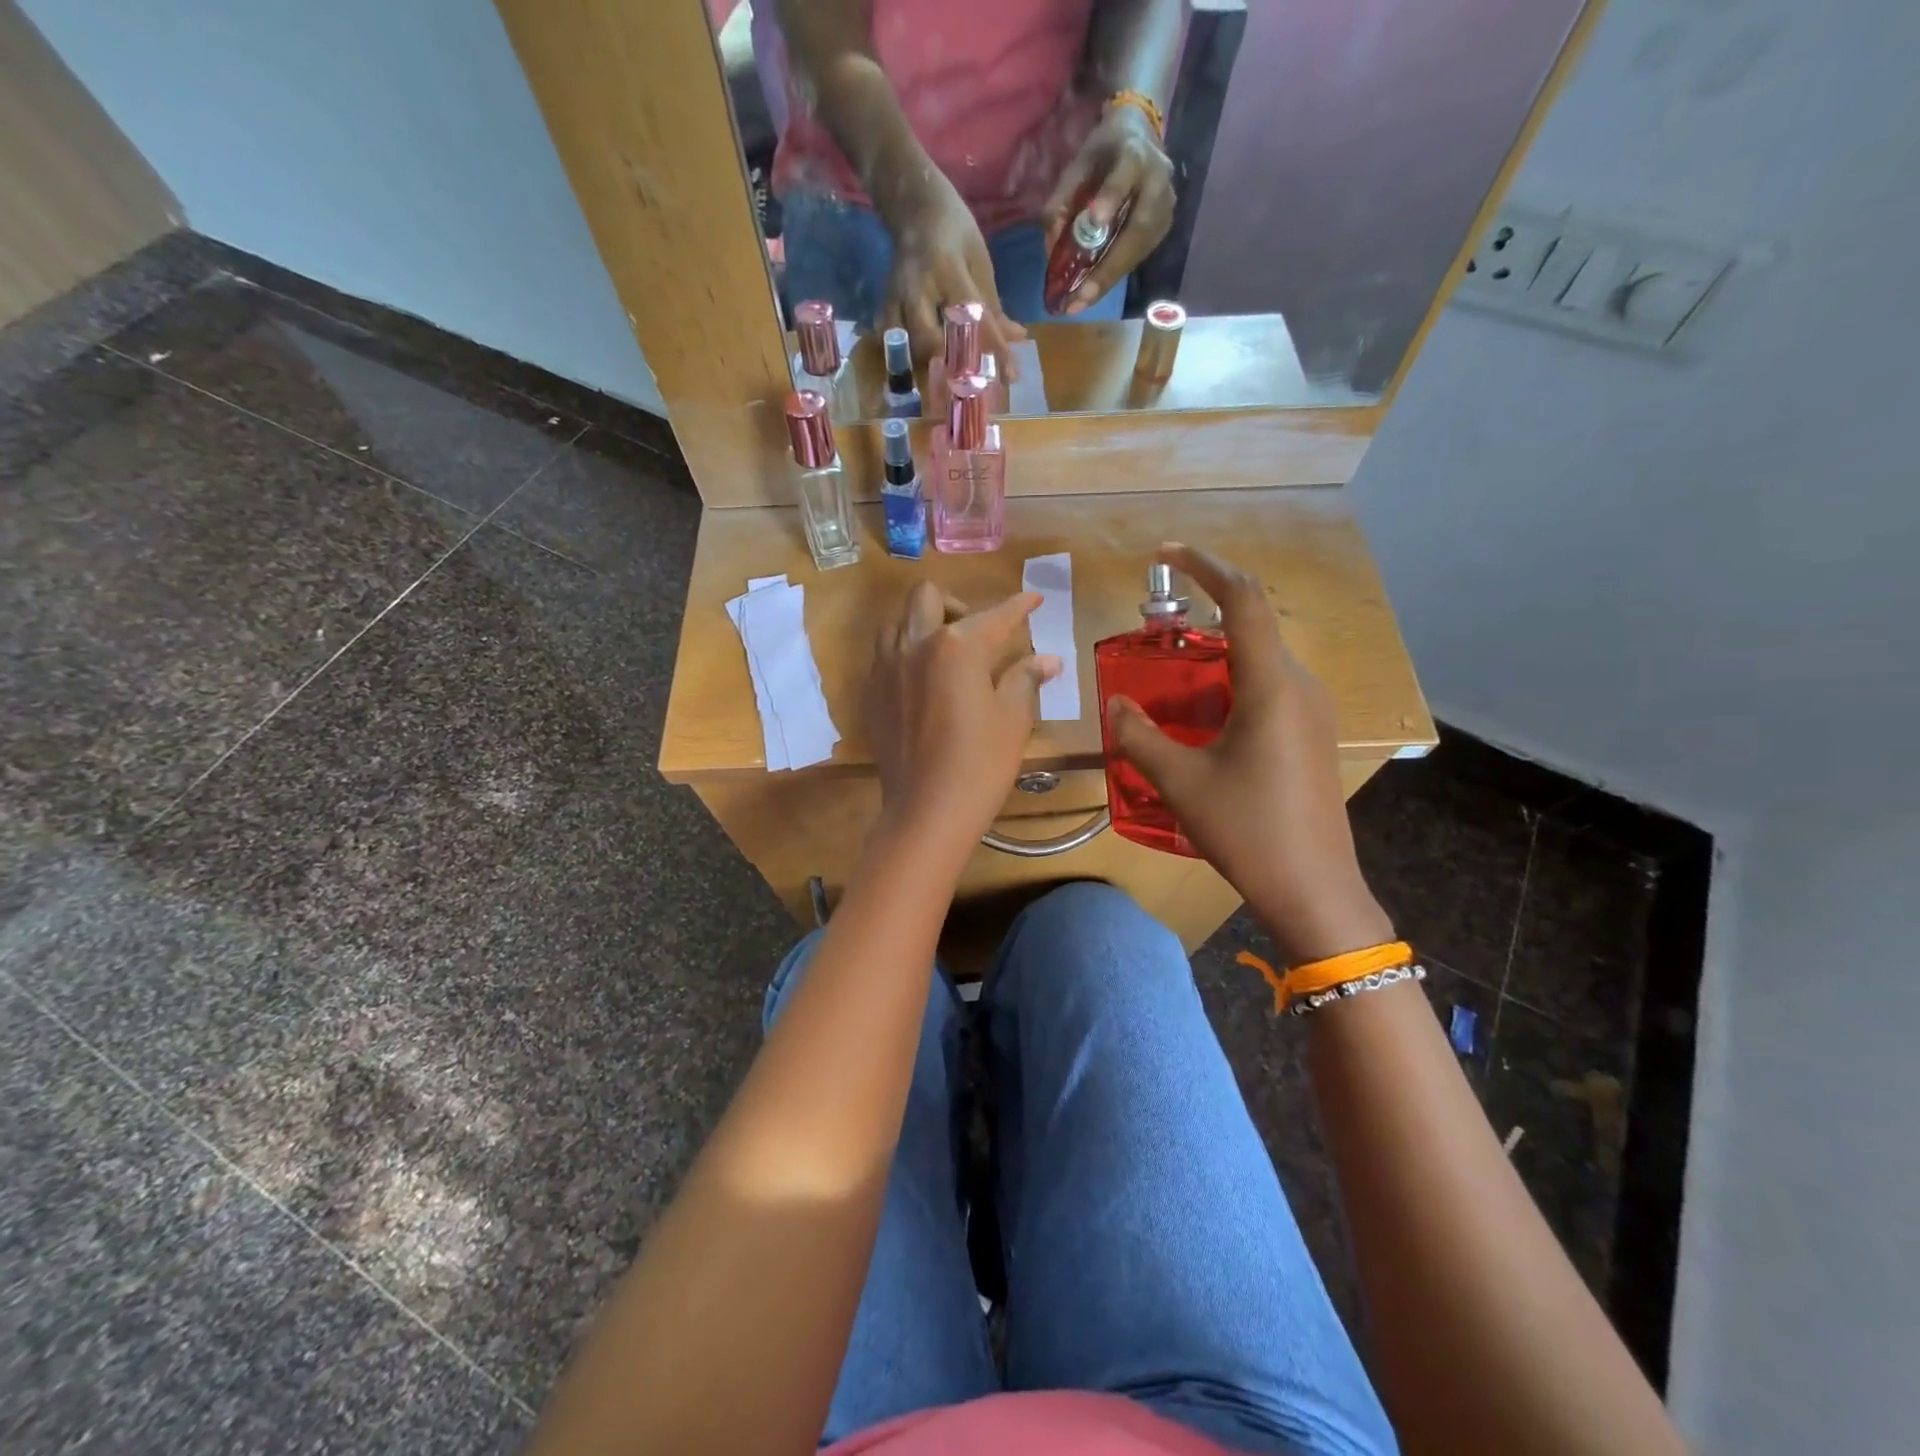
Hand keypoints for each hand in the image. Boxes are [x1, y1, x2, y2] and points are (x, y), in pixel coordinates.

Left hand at [865, 583, 1061, 854]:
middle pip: (928, 597)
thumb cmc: (980, 764)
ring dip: (921, 625)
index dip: (1019, 605)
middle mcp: (915, 645)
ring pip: (897, 622)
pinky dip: (904, 654)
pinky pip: (884, 656)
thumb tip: (1047, 659)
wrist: (927, 811)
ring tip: (944, 653)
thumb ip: (1025, 678)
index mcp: (956, 646)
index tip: (1033, 599)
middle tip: (977, 634)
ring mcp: (886, 669)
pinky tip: (922, 681)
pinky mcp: (872, 694)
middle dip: (957, 604)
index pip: (994, 615)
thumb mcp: (1013, 719)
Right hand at [878, 172, 1027, 371]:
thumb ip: (993, 305)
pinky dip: (905, 362)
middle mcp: (917, 287)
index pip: (974, 317)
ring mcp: (895, 298)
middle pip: (931, 340)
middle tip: (972, 389)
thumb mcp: (979, 262)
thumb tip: (1015, 340)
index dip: (994, 349)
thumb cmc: (954, 232)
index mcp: (947, 269)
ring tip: (948, 390)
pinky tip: (920, 374)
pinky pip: (891, 344)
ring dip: (928, 371)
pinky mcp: (884, 306)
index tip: (1010, 377)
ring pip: (908, 347)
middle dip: (952, 368)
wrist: (913, 206)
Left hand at [1041, 104, 1176, 314]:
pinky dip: (1114, 275)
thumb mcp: (1080, 162)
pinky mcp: (1164, 228)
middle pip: (1138, 229)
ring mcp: (1165, 207)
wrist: (1141, 137)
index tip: (1095, 221)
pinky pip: (1139, 257)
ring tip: (1082, 303)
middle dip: (1108, 267)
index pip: (1126, 173)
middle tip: (1082, 296)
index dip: (1112, 196)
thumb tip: (1051, 245)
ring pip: (1140, 250)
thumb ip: (1064, 197)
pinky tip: (1093, 291)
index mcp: (1135, 153)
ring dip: (1110, 279)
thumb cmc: (1105, 151)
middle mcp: (1158, 181)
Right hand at [1106, 544, 1392, 964]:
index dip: (1205, 566)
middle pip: (1251, 625)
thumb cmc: (1247, 829)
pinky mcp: (1310, 735)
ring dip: (1213, 655)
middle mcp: (1299, 685)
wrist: (1312, 889)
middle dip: (1201, 615)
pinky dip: (1229, 683)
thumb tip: (1115, 702)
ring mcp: (1311, 711)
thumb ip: (1139, 735)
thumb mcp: (1180, 781)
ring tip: (1167, 677)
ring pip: (1258, 660)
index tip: (1166, 553)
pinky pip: (1267, 687)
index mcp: (1272, 684)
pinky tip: (1200, 716)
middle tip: (1151, 632)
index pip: (1244, 599)